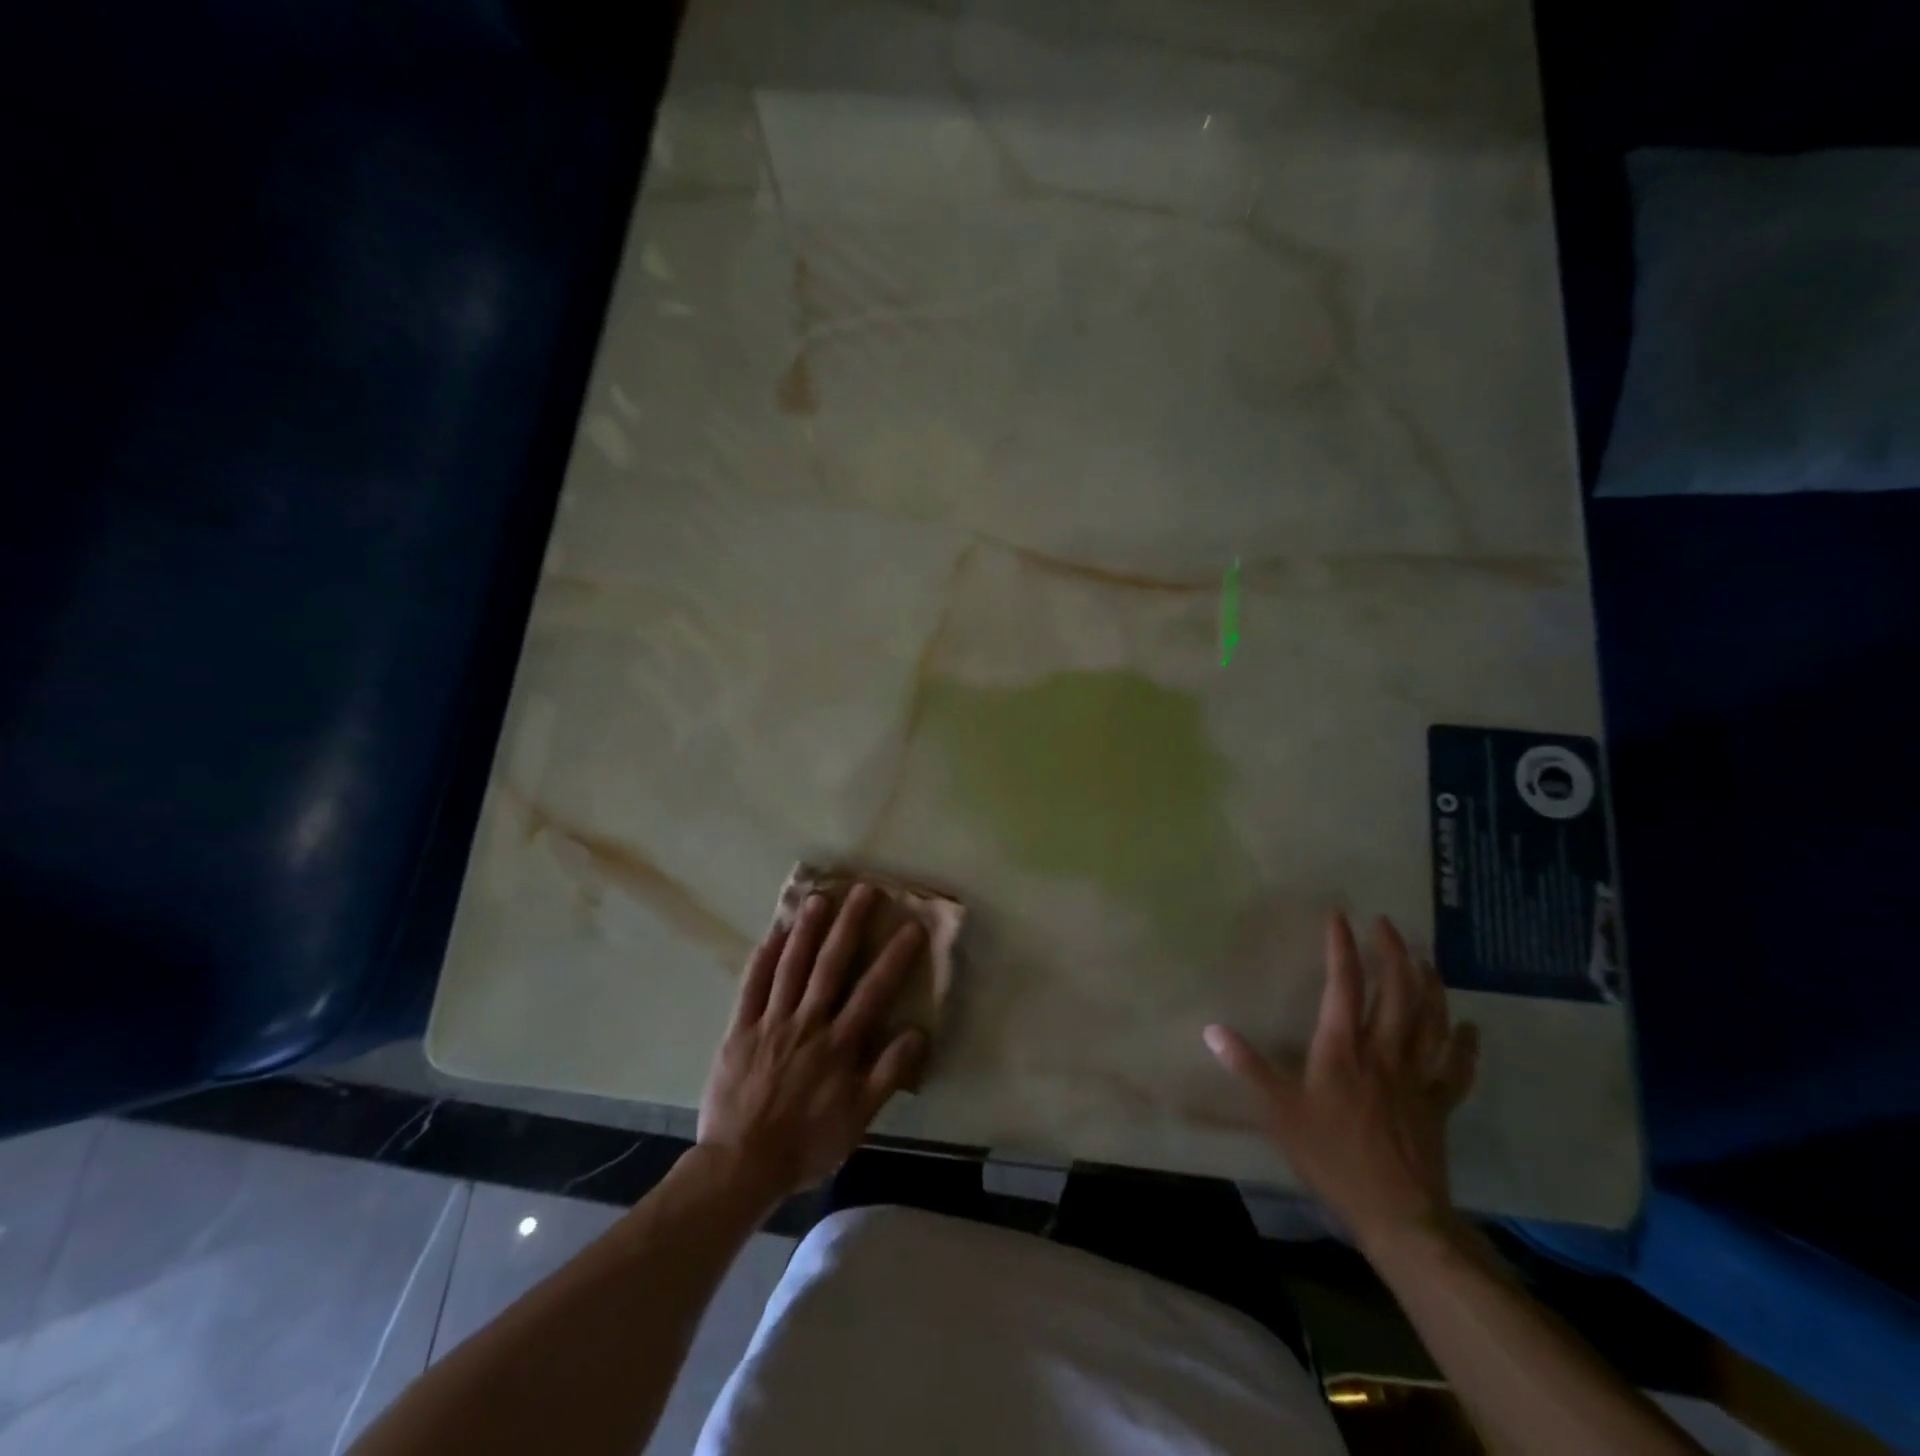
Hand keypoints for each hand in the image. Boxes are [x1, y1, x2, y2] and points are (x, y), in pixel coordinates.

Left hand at [699, 884, 928, 1202]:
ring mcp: (770, 1023)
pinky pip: (751, 987)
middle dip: (850, 925)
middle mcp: (807, 1023)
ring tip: (819, 897)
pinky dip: (763, 958)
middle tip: (864, 890)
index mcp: (839, 1045)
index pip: (873, 991)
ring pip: (791, 966)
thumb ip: (888, 1074)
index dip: (894, 957)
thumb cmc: (806, 1144)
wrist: (741, 1166)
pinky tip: (773, 933)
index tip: (911, 926)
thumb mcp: (858, 1119)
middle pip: (831, 965)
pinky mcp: (739, 1030)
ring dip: (807, 930)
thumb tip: (918, 1032)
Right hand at [1204, 911, 1478, 1252]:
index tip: (1339, 917)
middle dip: (1392, 953)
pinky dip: (1466, 1045)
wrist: (1397, 1215)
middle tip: (1386, 925)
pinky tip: (1470, 1027)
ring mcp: (1417, 1077)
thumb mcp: (1278, 1112)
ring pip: (1430, 1020)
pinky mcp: (1439, 1104)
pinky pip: (1458, 1068)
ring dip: (1430, 985)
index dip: (1341, 948)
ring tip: (1425, 958)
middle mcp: (1384, 1052)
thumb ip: (1248, 1067)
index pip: (1343, 986)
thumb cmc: (1332, 1158)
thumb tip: (1212, 1030)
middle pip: (1397, 992)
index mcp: (1343, 1049)